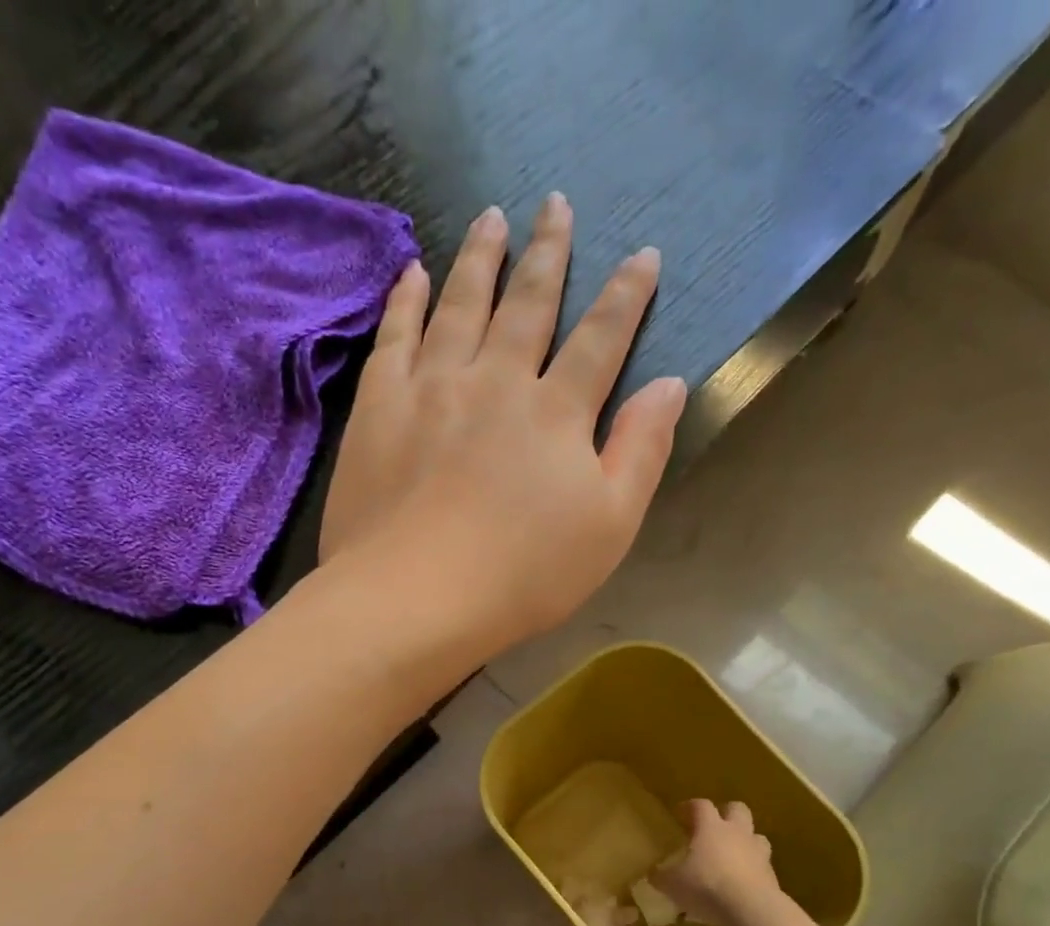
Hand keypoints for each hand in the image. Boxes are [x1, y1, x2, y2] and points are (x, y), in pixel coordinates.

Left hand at [320, 193, 686, 656]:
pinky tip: (415, 273)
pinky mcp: (379, 407)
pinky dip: (408, 299)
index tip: (642, 255)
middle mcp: (497, 381)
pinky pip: (395, 336)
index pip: (601, 339)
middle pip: (529, 304)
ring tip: (491, 217)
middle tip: (555, 204)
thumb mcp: (609, 527)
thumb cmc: (522, 576)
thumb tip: (670, 385)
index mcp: (556, 413)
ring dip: (481, 258)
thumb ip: (641, 452)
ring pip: (462, 304)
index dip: (626, 296)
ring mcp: (432, 387)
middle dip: (548, 253)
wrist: (415, 597)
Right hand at [652, 800, 778, 925]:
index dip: (690, 806)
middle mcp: (737, 833)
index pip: (701, 805)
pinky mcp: (772, 875)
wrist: (751, 909)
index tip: (681, 812)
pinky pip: (762, 864)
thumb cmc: (706, 886)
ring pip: (756, 835)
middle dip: (726, 813)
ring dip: (745, 840)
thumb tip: (653, 874)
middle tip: (712, 827)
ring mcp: (758, 852)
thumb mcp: (672, 884)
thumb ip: (661, 877)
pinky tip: (741, 883)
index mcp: (711, 827)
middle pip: (737, 809)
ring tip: (732, 854)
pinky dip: (753, 868)